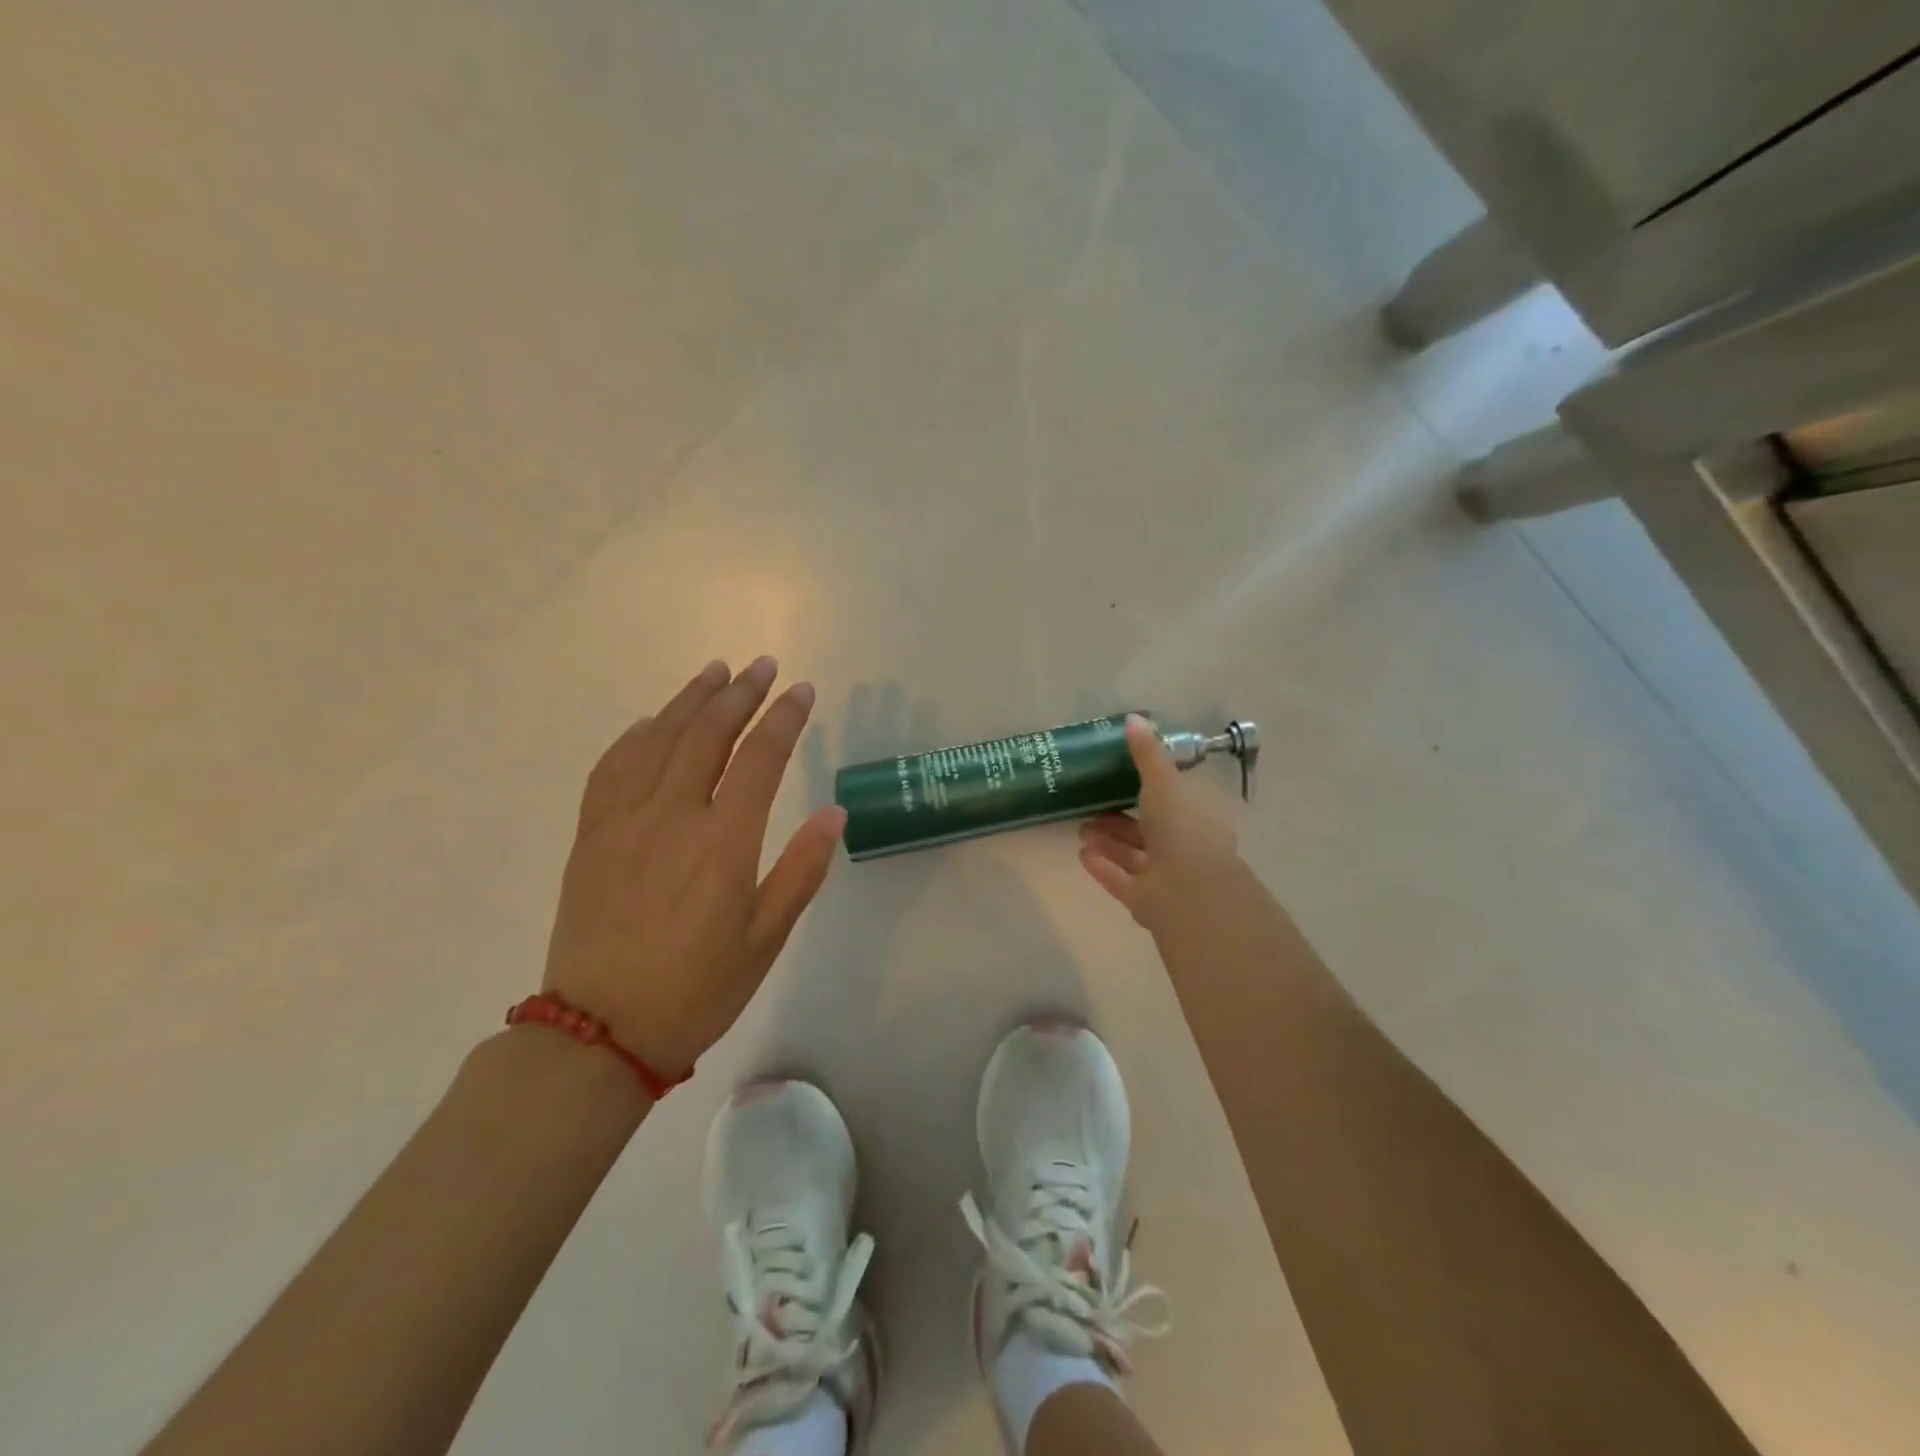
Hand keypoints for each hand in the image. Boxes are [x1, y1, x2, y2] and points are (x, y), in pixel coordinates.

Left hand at [541, 658, 845, 1074]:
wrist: (600, 1032)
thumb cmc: (697, 989)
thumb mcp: (766, 938)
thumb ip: (802, 870)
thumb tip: (834, 813)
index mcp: (724, 841)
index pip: (761, 758)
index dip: (785, 718)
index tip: (802, 690)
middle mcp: (673, 816)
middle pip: (708, 733)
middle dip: (740, 693)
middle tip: (762, 665)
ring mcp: (624, 821)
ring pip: (658, 739)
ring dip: (689, 699)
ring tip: (715, 672)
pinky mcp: (591, 835)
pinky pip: (611, 769)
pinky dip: (634, 736)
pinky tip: (648, 722)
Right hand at [1077, 714, 1243, 931]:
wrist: (1189, 889)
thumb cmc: (1181, 828)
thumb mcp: (1163, 782)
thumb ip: (1147, 754)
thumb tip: (1133, 719)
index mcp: (1195, 817)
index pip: (1171, 799)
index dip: (1147, 789)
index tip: (1118, 778)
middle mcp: (1184, 846)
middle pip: (1148, 829)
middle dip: (1118, 819)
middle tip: (1089, 807)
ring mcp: (1167, 876)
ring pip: (1134, 855)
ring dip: (1108, 842)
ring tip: (1080, 830)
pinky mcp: (1148, 900)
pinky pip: (1122, 880)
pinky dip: (1103, 867)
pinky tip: (1082, 855)